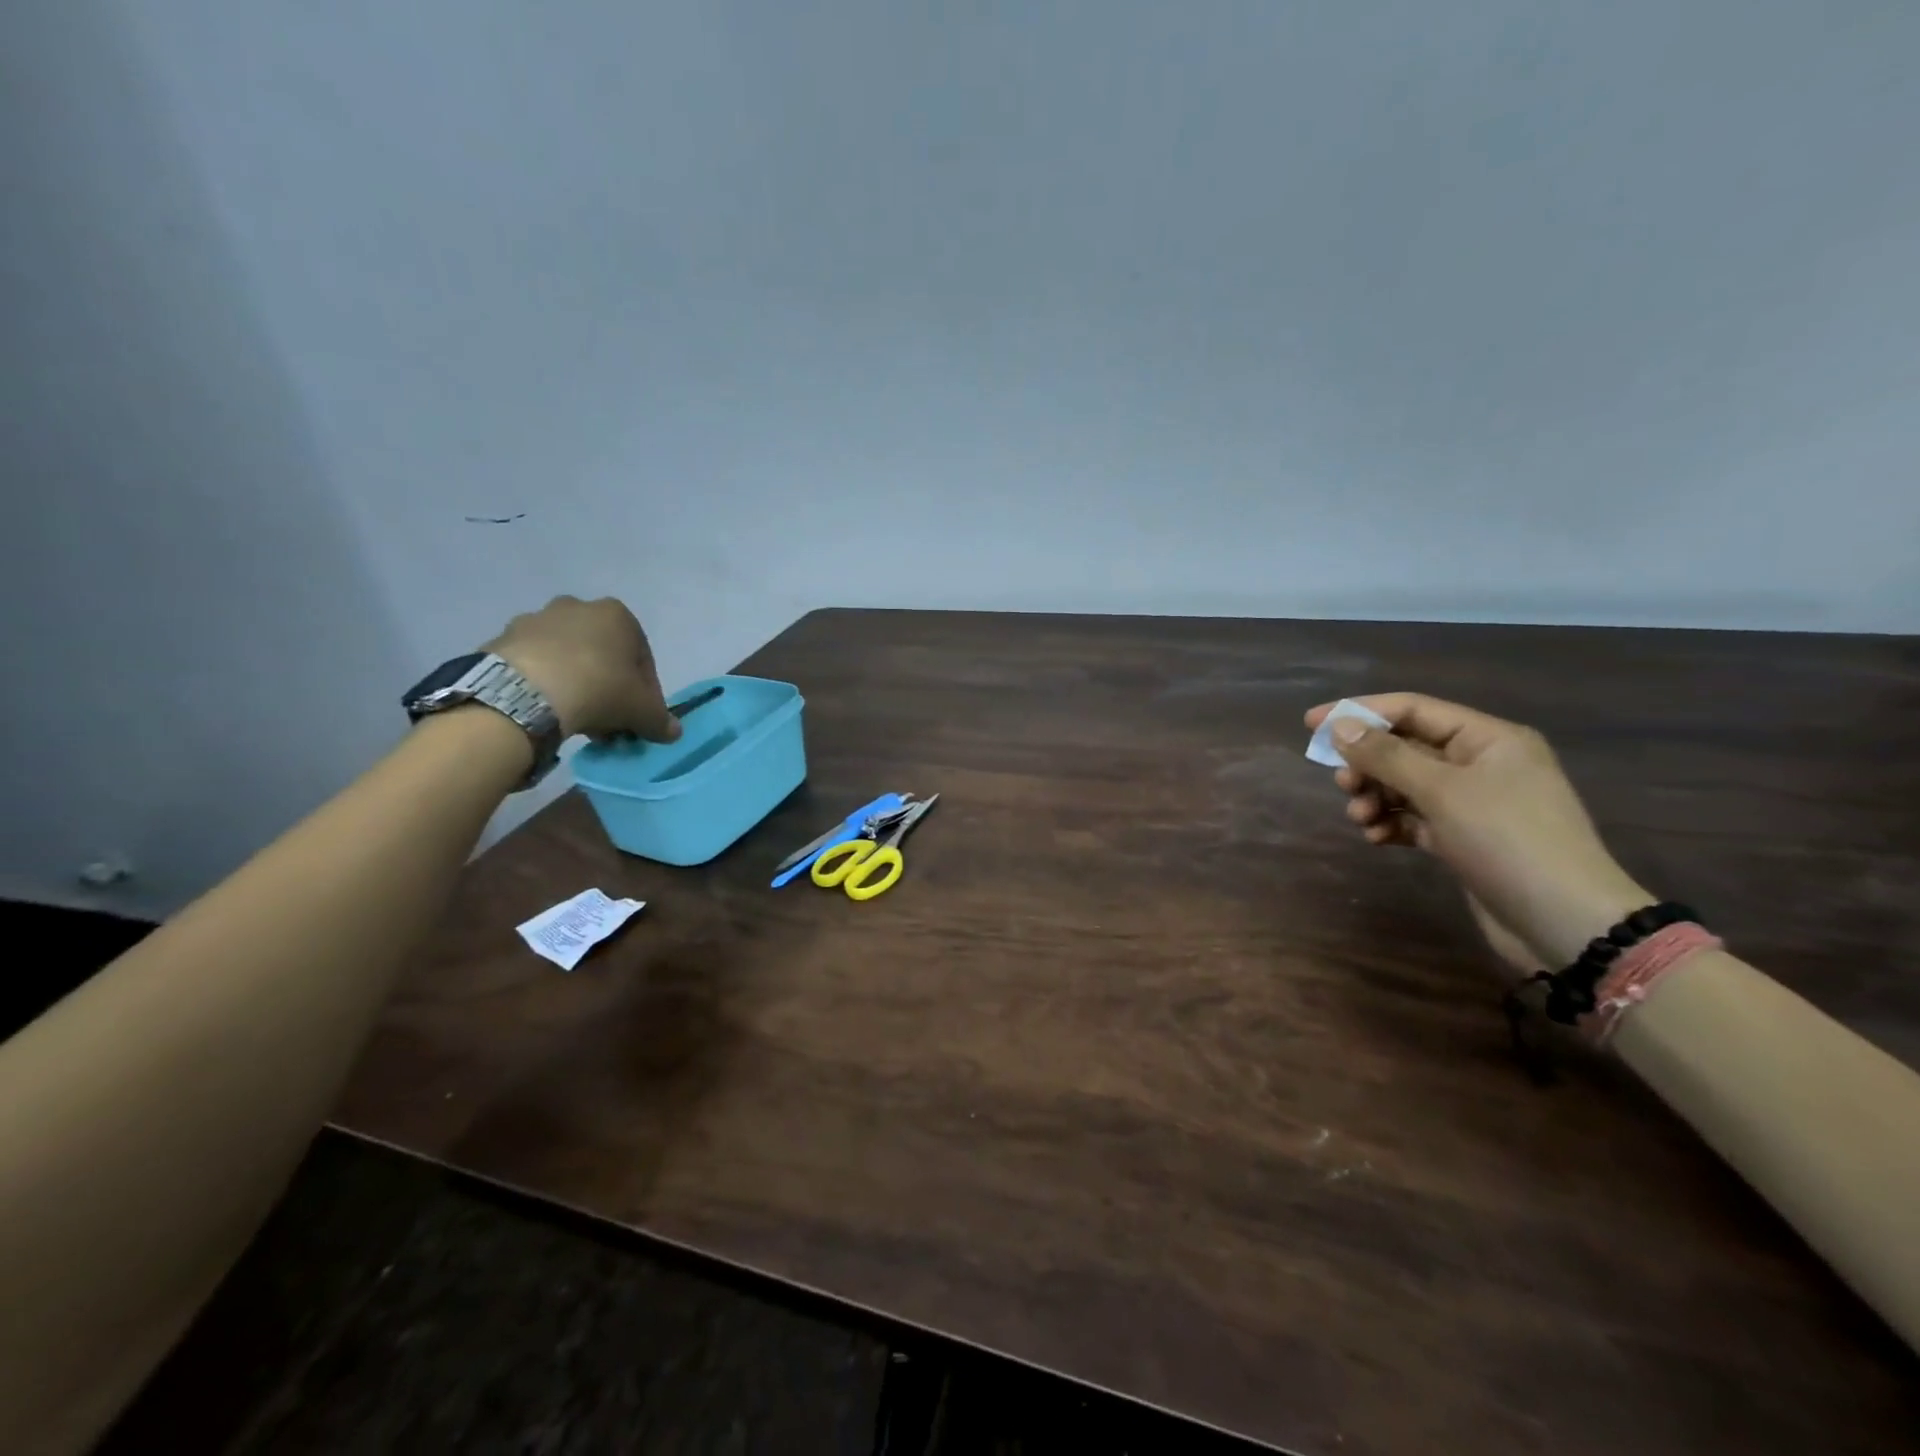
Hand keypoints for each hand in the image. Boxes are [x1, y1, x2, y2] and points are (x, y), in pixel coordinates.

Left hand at [487, 596, 679, 742]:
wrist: (526, 692)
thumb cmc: (600, 689)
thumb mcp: (643, 711)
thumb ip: (661, 720)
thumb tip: (673, 732)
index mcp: (618, 615)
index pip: (642, 657)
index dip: (646, 690)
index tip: (639, 715)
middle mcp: (578, 607)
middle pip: (602, 652)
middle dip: (608, 683)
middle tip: (608, 717)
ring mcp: (536, 619)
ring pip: (567, 655)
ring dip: (575, 681)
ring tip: (575, 716)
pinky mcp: (504, 637)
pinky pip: (534, 663)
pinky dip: (543, 682)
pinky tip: (545, 709)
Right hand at [1306, 694, 1650, 969]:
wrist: (1565, 923)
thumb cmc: (1507, 841)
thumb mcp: (1442, 791)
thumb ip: (1386, 755)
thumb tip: (1339, 726)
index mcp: (1487, 739)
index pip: (1411, 709)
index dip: (1359, 712)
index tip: (1311, 725)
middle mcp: (1481, 764)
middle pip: (1405, 748)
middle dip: (1368, 764)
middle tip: (1343, 784)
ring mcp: (1474, 803)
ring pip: (1405, 785)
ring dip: (1375, 797)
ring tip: (1361, 819)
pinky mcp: (1464, 839)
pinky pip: (1414, 818)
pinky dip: (1391, 823)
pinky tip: (1378, 839)